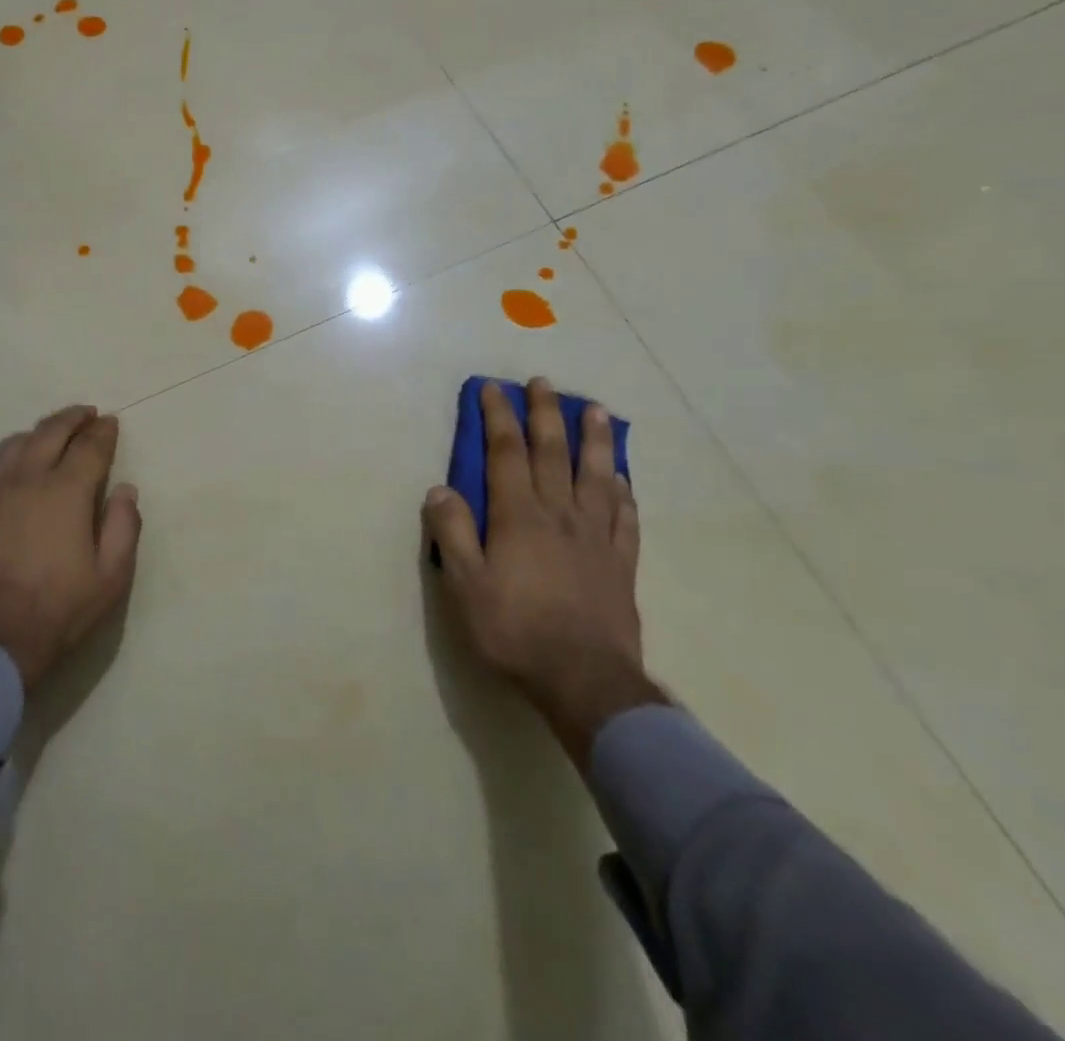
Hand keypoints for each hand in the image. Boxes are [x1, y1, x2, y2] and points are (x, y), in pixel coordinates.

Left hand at [0, 405, 140, 690]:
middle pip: (49, 432)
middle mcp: (24, 481)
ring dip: (37, 434)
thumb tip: (125, 490)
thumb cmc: (57, 615)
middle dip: (72, 418)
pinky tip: (10, 476)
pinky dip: (5, 466)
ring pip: (12, 446)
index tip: (111, 423)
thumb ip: (125, 526)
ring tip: (49, 438)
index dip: (104, 432)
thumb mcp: (111, 579)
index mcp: (65, 492)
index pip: (90, 446)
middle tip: (86, 414)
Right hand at [423, 378, 663, 764]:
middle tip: (543, 383)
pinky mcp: (621, 563)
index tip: (493, 388)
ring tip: (596, 411)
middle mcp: (559, 514)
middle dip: (545, 414)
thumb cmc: (514, 630)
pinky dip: (623, 493)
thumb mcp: (464, 586)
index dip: (498, 417)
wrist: (584, 680)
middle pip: (552, 453)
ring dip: (594, 440)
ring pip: (596, 476)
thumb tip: (440, 489)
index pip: (506, 453)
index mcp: (519, 516)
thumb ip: (452, 534)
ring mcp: (595, 537)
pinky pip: (625, 518)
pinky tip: (623, 481)